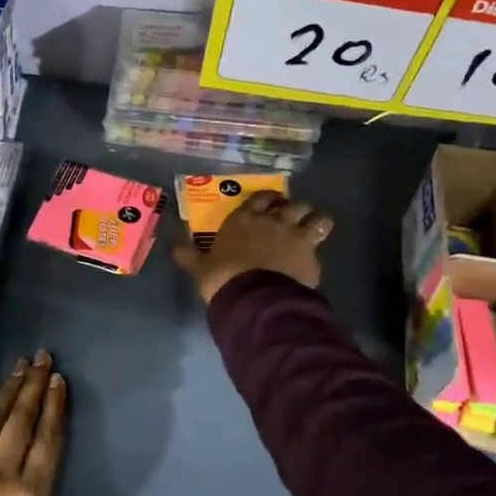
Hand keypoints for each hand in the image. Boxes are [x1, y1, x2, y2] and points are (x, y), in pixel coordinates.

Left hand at [0, 350, 69, 495]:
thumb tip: (64, 493)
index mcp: (31, 495)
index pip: (48, 438)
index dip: (55, 406)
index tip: (58, 381)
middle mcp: (1, 474)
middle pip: (21, 419)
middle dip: (33, 385)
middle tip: (41, 358)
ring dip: (7, 389)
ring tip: (18, 366)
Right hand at [173, 191, 333, 304]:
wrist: (254, 298)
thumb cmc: (223, 278)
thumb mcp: (200, 268)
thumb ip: (188, 255)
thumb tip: (173, 246)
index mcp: (243, 220)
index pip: (260, 198)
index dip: (267, 199)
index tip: (270, 205)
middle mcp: (272, 221)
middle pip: (292, 203)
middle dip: (294, 209)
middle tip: (290, 219)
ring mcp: (295, 234)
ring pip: (316, 216)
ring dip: (315, 221)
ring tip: (313, 230)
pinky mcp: (311, 252)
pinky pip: (322, 240)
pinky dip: (319, 245)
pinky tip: (314, 256)